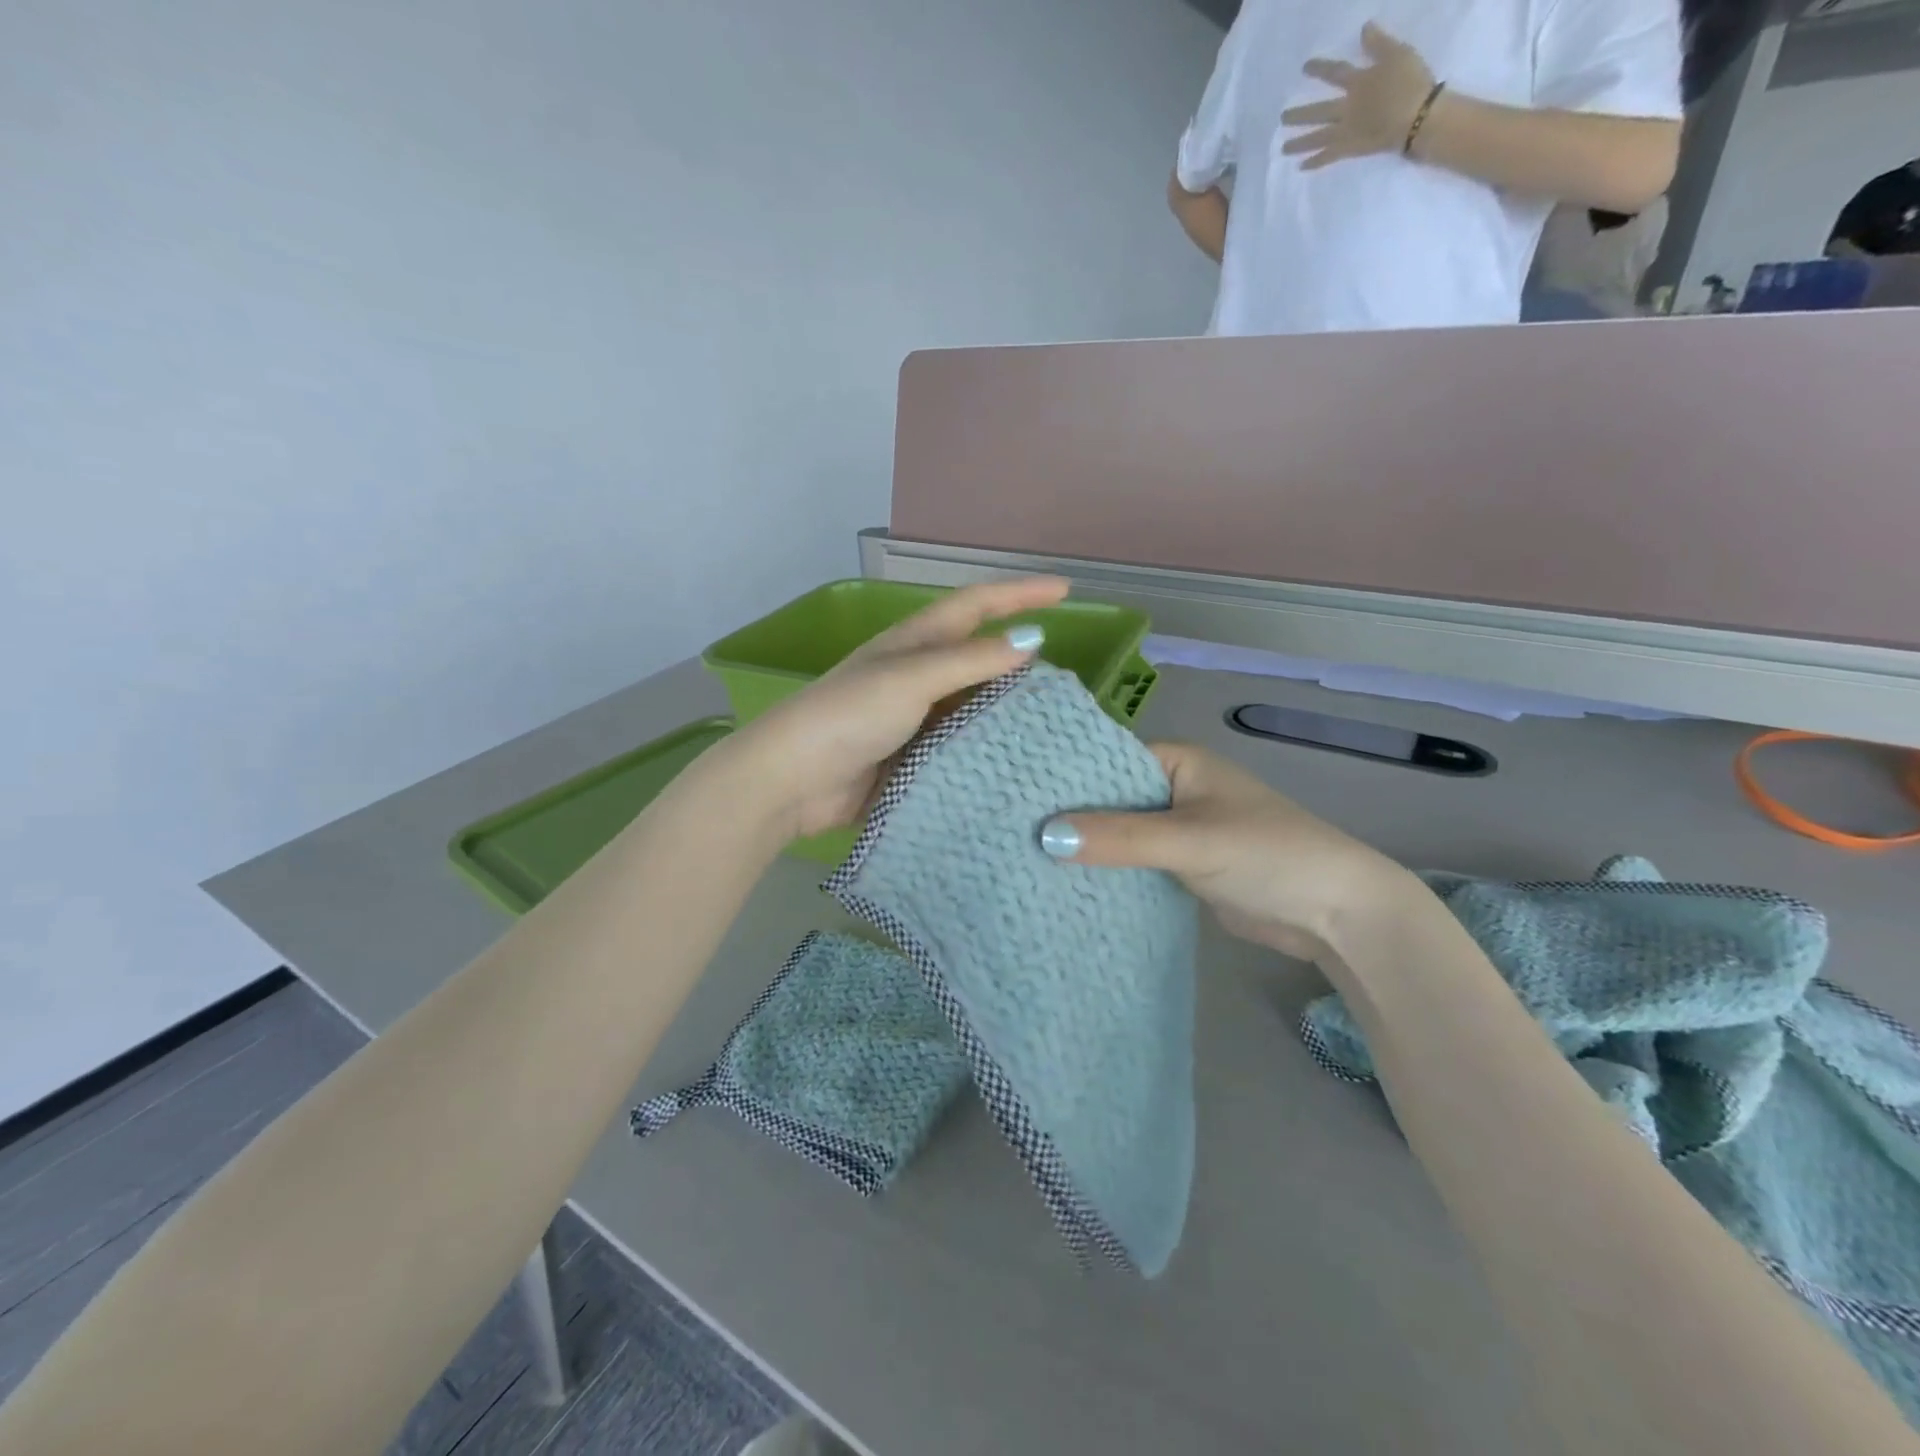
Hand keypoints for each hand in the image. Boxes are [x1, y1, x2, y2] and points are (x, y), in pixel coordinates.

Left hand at [732, 576, 1070, 837]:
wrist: (793, 781)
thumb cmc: (849, 715)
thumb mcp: (911, 679)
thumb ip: (970, 661)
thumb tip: (1032, 640)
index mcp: (914, 643)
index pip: (976, 606)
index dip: (1019, 593)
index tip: (1066, 590)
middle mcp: (918, 677)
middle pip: (979, 658)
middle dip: (1021, 661)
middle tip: (1068, 677)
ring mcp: (916, 720)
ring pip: (975, 708)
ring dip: (1009, 712)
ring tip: (1056, 724)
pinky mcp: (914, 760)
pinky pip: (962, 749)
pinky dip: (988, 751)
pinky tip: (1020, 763)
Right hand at [1040, 742, 1413, 961]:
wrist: (1336, 913)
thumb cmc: (1268, 854)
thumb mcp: (1190, 841)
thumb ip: (1120, 837)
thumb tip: (1045, 835)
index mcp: (1178, 762)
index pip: (1106, 759)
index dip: (1064, 776)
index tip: (1014, 793)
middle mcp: (1174, 789)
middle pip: (1109, 798)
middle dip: (1069, 815)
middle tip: (1007, 830)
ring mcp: (1178, 830)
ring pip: (1119, 833)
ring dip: (1087, 846)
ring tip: (1022, 856)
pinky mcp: (1182, 867)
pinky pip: (1134, 862)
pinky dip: (1108, 870)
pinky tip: (1066, 882)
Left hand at [1282, 22, 1435, 170]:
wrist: (1417, 116)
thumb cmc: (1410, 83)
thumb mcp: (1398, 54)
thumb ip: (1379, 43)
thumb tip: (1363, 28)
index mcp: (1358, 83)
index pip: (1335, 73)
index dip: (1319, 69)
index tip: (1304, 68)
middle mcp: (1347, 108)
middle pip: (1318, 111)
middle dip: (1299, 115)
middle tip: (1282, 119)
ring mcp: (1346, 131)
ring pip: (1318, 137)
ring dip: (1300, 143)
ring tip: (1283, 148)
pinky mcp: (1350, 149)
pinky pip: (1328, 157)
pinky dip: (1315, 162)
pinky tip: (1301, 167)